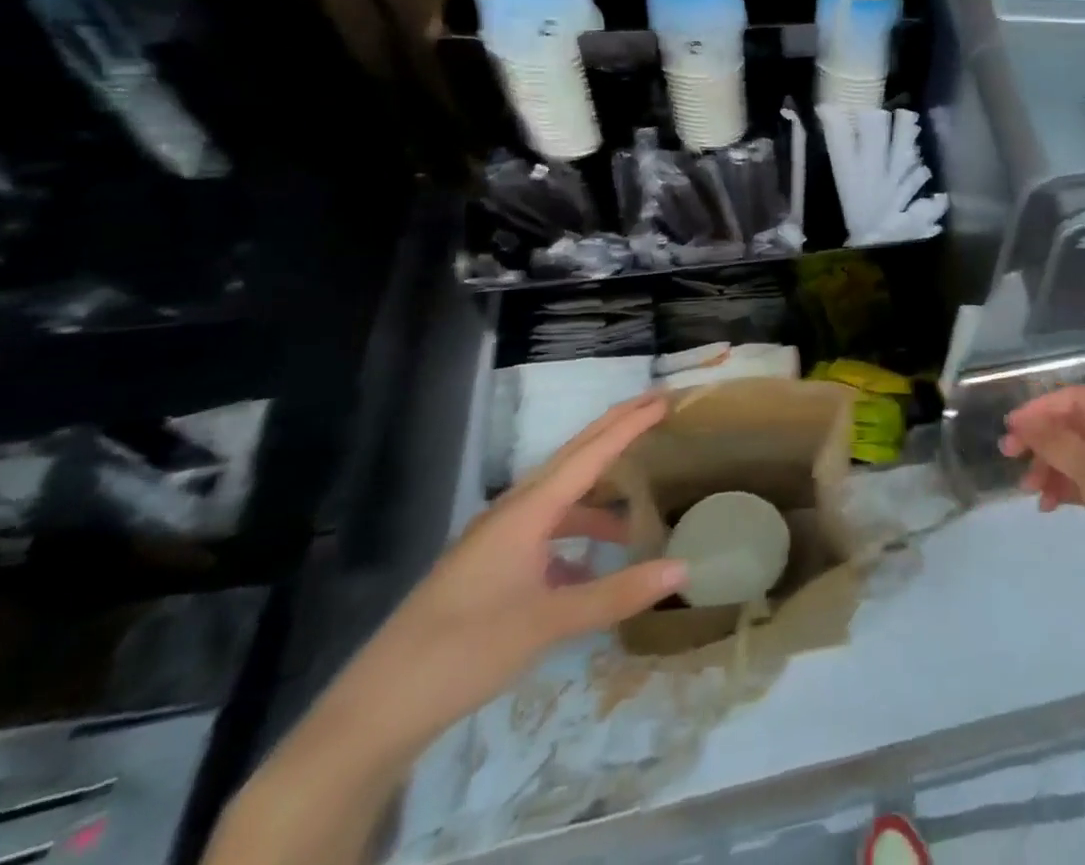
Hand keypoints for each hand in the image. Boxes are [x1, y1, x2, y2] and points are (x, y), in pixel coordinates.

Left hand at [316, 395, 684, 760]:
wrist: (374, 714)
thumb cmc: (463, 652)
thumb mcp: (548, 623)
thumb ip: (617, 593)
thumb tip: (683, 568)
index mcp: (526, 511)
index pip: (590, 453)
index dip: (630, 424)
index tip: (665, 398)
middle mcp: (511, 514)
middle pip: (572, 458)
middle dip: (615, 432)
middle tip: (656, 409)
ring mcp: (496, 541)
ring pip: (559, 499)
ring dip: (598, 495)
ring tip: (637, 510)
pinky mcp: (488, 570)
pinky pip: (545, 533)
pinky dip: (576, 538)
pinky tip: (592, 569)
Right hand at [1001, 386, 1084, 625]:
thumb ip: (1059, 445)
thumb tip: (1023, 422)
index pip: (1077, 399)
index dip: (1041, 409)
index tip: (1010, 428)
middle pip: (1075, 425)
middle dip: (1042, 439)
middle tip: (1009, 457)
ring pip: (1077, 455)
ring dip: (1050, 466)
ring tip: (1028, 490)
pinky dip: (1065, 488)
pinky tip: (1047, 505)